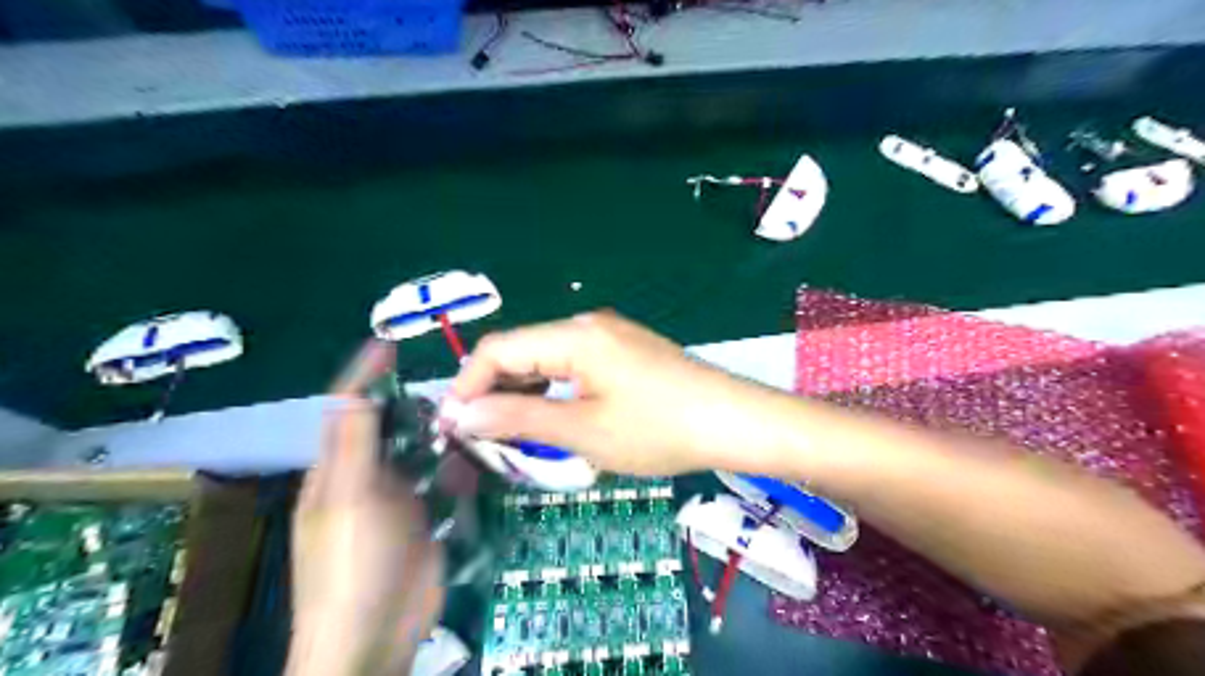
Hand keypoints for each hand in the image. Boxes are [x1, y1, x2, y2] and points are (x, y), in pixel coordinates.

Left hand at [289, 340, 447, 674]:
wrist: (376, 635)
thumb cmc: (353, 564)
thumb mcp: (349, 499)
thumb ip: (353, 445)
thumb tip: (355, 391)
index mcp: (337, 469)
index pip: (347, 408)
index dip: (365, 375)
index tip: (390, 344)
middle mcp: (366, 477)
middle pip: (391, 427)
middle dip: (416, 405)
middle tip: (456, 384)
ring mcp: (399, 499)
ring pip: (423, 452)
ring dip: (444, 436)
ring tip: (476, 414)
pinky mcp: (426, 518)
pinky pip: (444, 481)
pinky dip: (459, 468)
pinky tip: (481, 459)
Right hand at [442, 312, 780, 474]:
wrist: (733, 422)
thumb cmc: (658, 429)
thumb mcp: (582, 431)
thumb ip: (518, 419)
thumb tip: (461, 416)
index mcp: (574, 335)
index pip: (499, 349)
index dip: (467, 386)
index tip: (451, 428)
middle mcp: (588, 325)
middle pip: (521, 350)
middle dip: (493, 391)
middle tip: (477, 437)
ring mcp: (610, 336)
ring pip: (546, 358)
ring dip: (522, 392)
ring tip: (509, 433)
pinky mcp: (624, 351)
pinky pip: (572, 365)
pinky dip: (552, 389)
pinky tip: (550, 417)